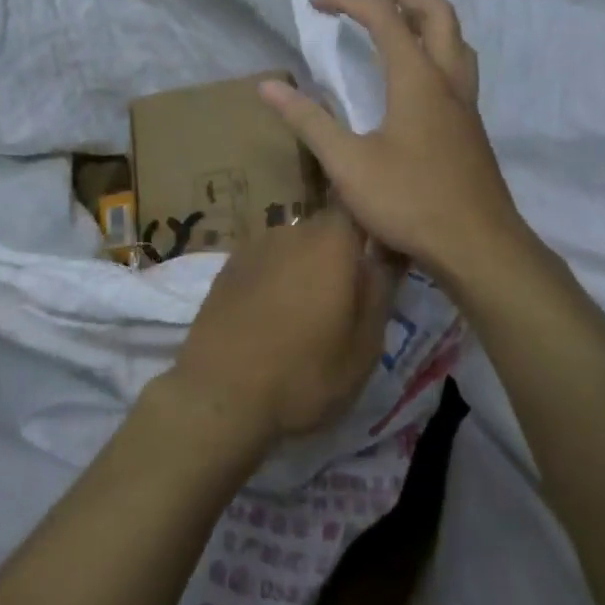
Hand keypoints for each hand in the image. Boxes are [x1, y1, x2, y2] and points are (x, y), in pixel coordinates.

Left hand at [163, 207, 394, 452]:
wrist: (219, 394)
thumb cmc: (303, 374)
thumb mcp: (364, 347)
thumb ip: (380, 292)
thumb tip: (385, 256)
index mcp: (330, 243)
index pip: (356, 211)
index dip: (369, 227)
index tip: (378, 257)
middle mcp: (291, 231)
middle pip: (324, 232)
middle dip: (336, 257)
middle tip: (342, 303)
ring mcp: (254, 246)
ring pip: (292, 248)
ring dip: (302, 270)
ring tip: (303, 316)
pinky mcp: (227, 266)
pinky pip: (264, 264)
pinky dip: (273, 281)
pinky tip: (268, 318)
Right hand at [259, 0, 534, 290]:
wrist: (480, 248)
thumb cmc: (411, 201)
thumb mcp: (348, 163)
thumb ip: (309, 121)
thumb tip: (268, 86)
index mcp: (417, 79)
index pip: (384, 18)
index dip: (348, 1)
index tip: (316, 2)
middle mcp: (447, 79)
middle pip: (435, 11)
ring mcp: (465, 103)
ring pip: (455, 37)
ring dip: (425, 14)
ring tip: (395, 16)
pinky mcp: (470, 126)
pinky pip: (458, 64)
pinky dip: (435, 45)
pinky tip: (416, 74)